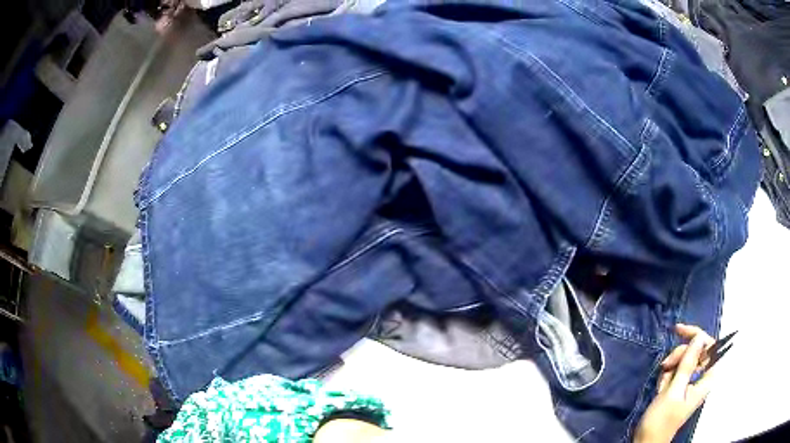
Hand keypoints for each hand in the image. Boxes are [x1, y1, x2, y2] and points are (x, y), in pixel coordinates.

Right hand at [634, 324, 715, 442]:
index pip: (710, 346)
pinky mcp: (680, 387)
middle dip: (679, 356)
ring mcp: (690, 383)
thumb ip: (688, 363)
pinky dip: (666, 376)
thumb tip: (699, 337)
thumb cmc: (661, 420)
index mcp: (706, 379)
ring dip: (670, 367)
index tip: (679, 332)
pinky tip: (660, 387)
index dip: (697, 336)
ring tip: (661, 384)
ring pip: (684, 360)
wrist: (646, 441)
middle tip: (665, 366)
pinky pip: (676, 371)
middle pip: (695, 352)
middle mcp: (701, 378)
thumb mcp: (673, 391)